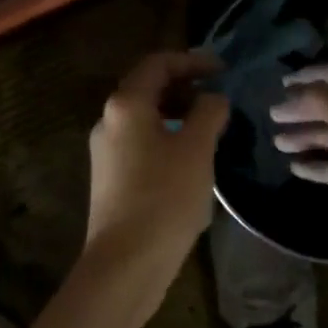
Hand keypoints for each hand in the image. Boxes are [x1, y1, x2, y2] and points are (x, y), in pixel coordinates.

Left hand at [85, 51, 229, 278]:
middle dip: (185, 86)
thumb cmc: (163, 199)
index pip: (158, 63)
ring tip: (209, 128)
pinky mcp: (109, 177)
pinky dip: (166, 135)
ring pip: (144, 116)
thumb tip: (213, 97)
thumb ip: (208, 113)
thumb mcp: (196, 150)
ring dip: (177, 112)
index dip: (192, 61)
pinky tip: (189, 159)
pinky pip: (140, 140)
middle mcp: (108, 119)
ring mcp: (105, 149)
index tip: (222, 71)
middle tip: (218, 98)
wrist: (123, 266)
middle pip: (148, 87)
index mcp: (126, 104)